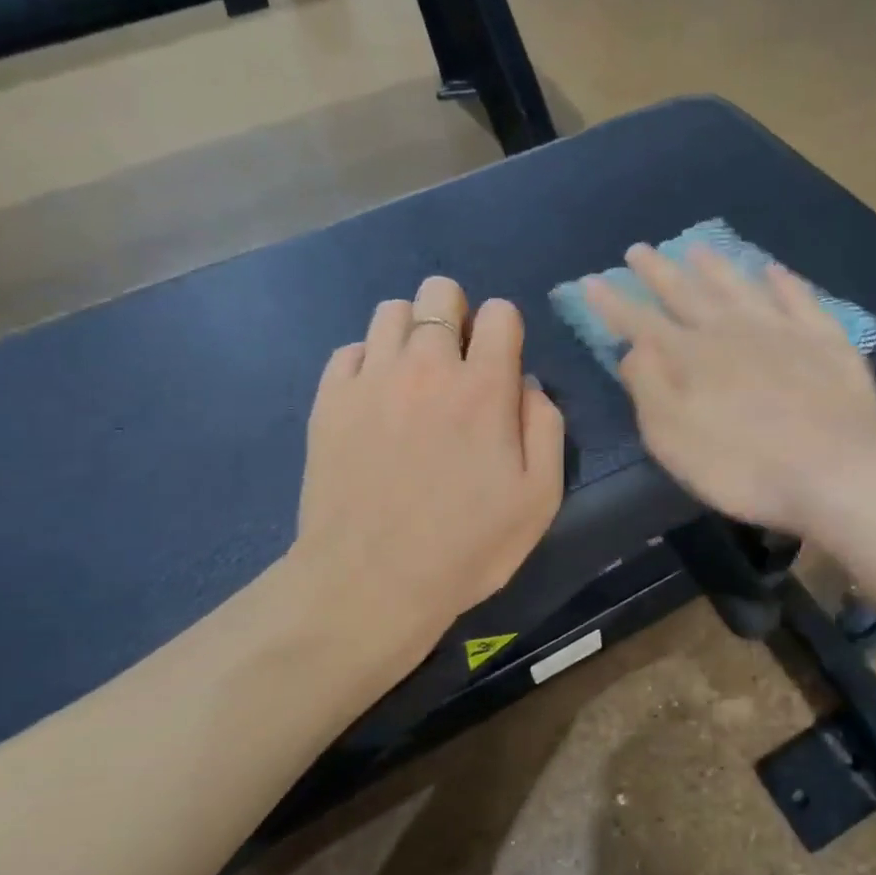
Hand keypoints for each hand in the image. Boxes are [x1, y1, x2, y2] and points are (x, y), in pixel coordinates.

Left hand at [285, 276, 564, 691]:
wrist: (370, 582)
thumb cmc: (467, 546)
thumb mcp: (540, 498)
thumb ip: (546, 427)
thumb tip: (526, 384)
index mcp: (484, 388)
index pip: (500, 313)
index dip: (506, 330)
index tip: (500, 363)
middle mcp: (427, 367)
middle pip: (440, 292)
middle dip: (456, 314)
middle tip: (457, 361)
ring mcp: (371, 379)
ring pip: (391, 311)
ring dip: (412, 332)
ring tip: (414, 376)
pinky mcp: (329, 400)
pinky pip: (350, 350)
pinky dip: (368, 362)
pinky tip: (375, 400)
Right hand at [584, 244, 875, 537]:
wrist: (837, 472)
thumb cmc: (744, 467)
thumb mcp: (675, 439)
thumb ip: (649, 389)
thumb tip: (633, 349)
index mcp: (691, 358)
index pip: (642, 323)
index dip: (614, 304)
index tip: (591, 281)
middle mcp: (732, 332)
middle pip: (687, 295)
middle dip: (659, 273)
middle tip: (639, 250)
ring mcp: (782, 331)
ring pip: (740, 288)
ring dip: (716, 268)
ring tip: (697, 248)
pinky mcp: (825, 341)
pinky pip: (799, 299)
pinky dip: (784, 282)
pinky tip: (774, 270)